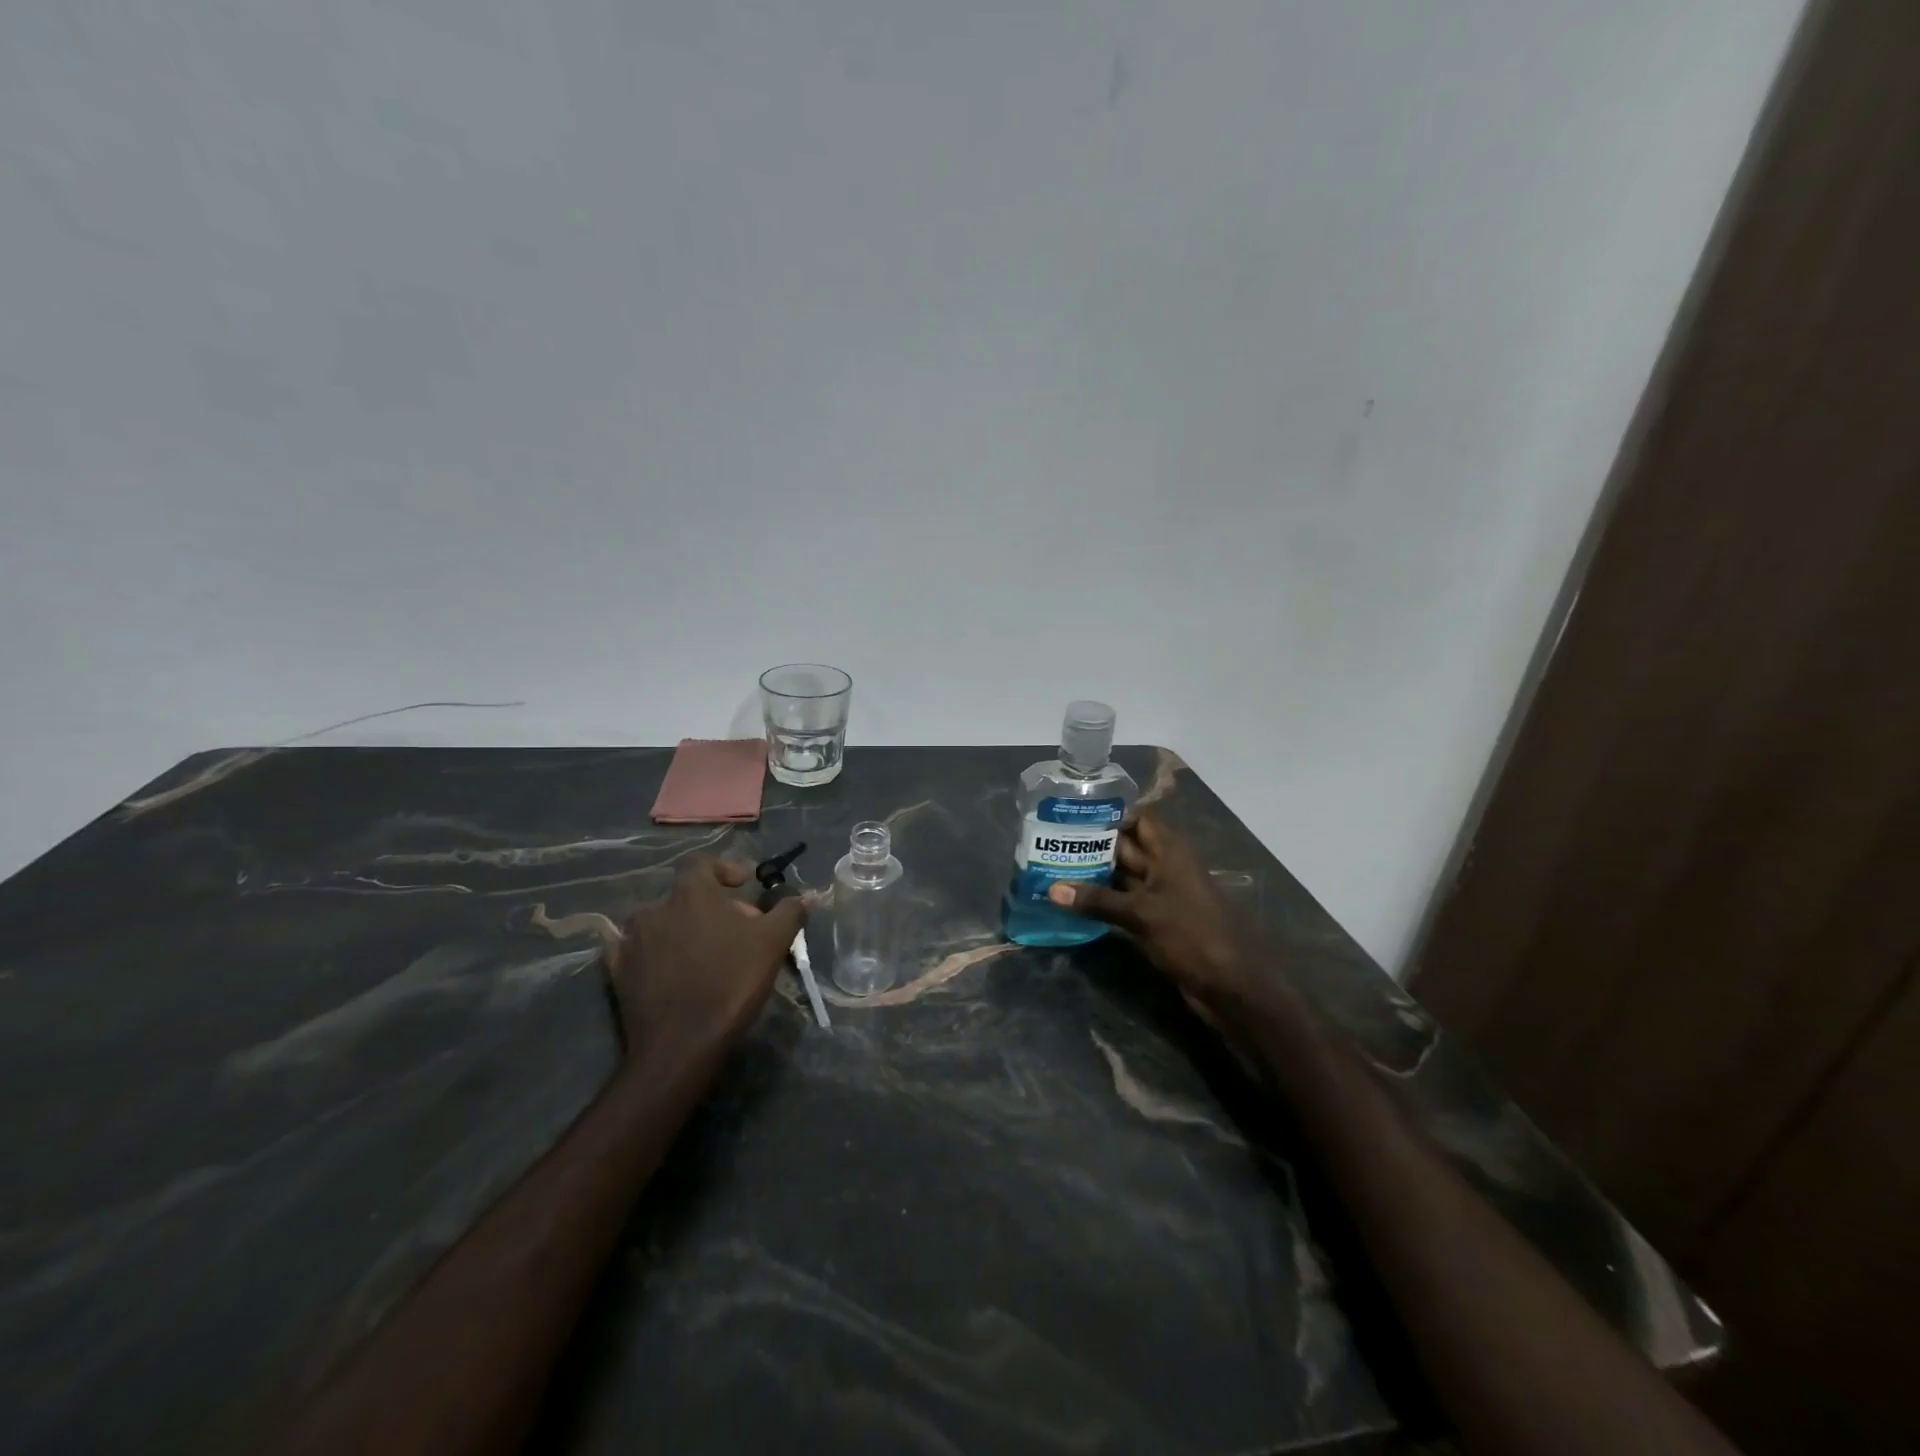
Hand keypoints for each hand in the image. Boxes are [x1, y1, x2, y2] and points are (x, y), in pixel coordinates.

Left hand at [609, 855, 805, 1061]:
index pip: (703, 862)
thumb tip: (802, 896)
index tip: (744, 886)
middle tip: (733, 928)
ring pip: (659, 921)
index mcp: (691, 892)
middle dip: (709, 905)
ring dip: (680, 927)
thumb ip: (789, 911)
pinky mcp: (616, 971)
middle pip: (684, 894)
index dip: (725, 868)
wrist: (680, 1046)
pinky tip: (667, 969)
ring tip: (702, 951)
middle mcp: (655, 907)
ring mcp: (631, 939)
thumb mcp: (773, 943)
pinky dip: (652, 952)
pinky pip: (634, 949)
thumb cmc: (730, 983)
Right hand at [1046, 815, 1251, 1006]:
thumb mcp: (1141, 914)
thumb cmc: (1191, 934)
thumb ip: (1097, 900)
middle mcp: (1165, 866)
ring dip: (1094, 874)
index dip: (1109, 814)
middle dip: (1093, 845)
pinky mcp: (1155, 920)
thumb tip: (1052, 890)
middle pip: (1125, 847)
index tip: (1072, 814)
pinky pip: (1124, 902)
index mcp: (1170, 851)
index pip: (1138, 819)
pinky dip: (1103, 901)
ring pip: (1122, 876)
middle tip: (1052, 842)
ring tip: (1054, 867)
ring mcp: (1161, 894)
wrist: (1229, 985)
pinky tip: (1074, 901)